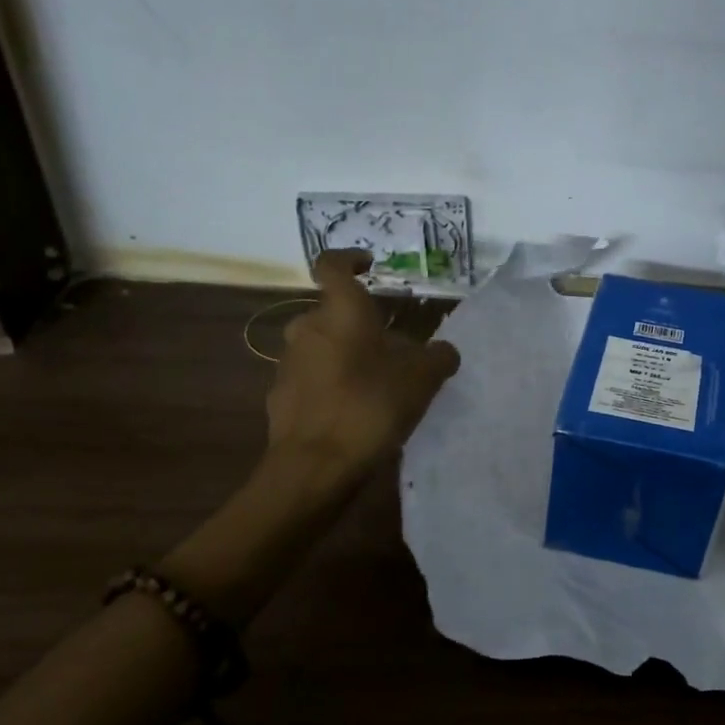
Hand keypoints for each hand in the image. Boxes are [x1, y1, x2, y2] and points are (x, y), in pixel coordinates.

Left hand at [262, 249, 460, 485]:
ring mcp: (289, 364)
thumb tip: (444, 351)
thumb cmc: (371, 406)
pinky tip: (355, 411)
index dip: (350, 259)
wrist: (315, 466)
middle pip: (333, 313)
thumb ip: (438, 357)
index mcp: (341, 312)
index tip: (369, 265)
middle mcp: (307, 328)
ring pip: (322, 346)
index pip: (332, 265)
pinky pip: (312, 379)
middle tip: (392, 345)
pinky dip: (332, 384)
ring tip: (378, 383)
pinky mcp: (280, 397)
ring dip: (347, 355)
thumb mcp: (423, 379)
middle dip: (361, 324)